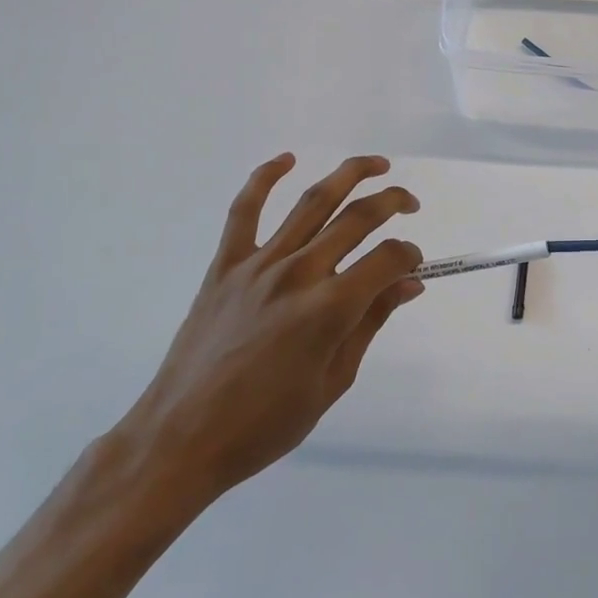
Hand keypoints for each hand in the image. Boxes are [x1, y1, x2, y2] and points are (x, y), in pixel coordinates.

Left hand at [120, 153, 422, 510]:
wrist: (182, 437)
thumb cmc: (266, 422)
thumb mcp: (334, 380)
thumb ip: (372, 322)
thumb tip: (409, 284)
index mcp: (330, 308)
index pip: (387, 259)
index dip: (409, 255)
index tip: (414, 266)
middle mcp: (299, 273)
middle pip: (357, 218)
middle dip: (392, 203)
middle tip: (409, 203)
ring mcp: (259, 264)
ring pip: (312, 202)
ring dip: (349, 175)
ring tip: (376, 164)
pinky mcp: (225, 265)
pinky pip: (245, 210)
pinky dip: (264, 178)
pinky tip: (286, 159)